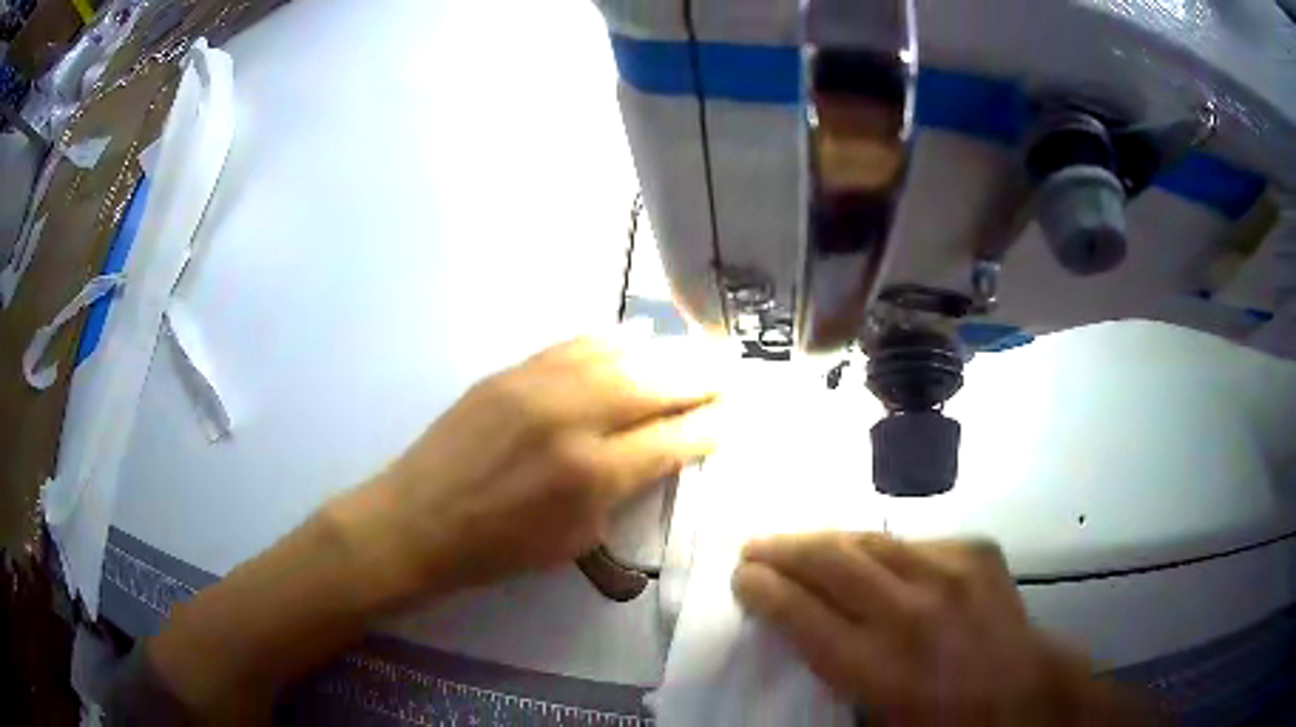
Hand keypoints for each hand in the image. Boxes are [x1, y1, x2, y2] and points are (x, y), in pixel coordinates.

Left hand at [338, 335, 721, 600]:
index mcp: (593, 474)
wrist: (418, 520)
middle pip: (656, 384)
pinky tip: (637, 335)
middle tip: (732, 371)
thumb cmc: (499, 548)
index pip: (673, 438)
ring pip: (620, 354)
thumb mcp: (576, 539)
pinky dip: (613, 339)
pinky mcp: (510, 371)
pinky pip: (574, 344)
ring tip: (698, 350)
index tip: (736, 414)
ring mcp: (538, 386)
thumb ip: (625, 491)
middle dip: (702, 378)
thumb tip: (661, 451)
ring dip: (667, 351)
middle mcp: (573, 418)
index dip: (711, 425)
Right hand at [733, 533, 1145, 724]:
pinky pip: (914, 542)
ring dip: (826, 541)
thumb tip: (796, 634)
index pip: (800, 612)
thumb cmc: (942, 722)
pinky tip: (874, 562)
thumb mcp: (874, 720)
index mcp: (877, 666)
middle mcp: (910, 611)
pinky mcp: (976, 552)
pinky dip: (884, 551)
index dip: (761, 589)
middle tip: (754, 548)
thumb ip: (832, 676)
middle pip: (830, 561)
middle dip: (782, 550)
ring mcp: (949, 572)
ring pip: (870, 541)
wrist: (1022, 696)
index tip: (740, 578)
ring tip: (801, 543)